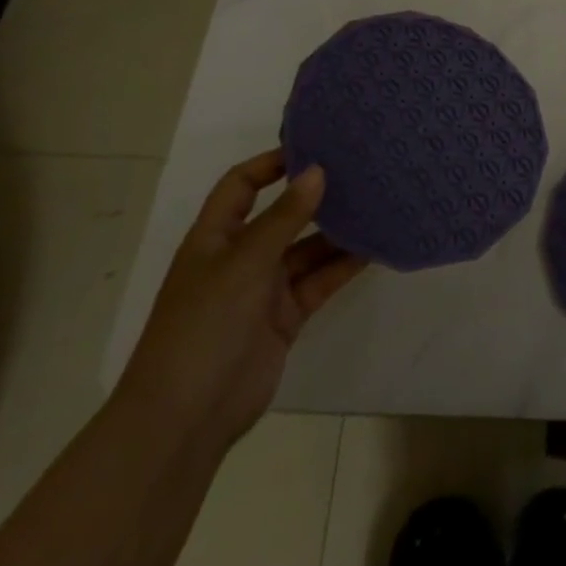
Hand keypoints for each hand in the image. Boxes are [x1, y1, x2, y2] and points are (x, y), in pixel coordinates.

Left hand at [115, 151, 366, 459]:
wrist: (187, 416)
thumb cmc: (204, 326)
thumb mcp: (244, 263)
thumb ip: (284, 218)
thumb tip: (318, 171)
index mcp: (215, 238)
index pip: (241, 186)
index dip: (271, 164)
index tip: (315, 148)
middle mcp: (240, 257)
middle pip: (282, 216)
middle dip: (315, 197)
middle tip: (360, 173)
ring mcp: (264, 289)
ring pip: (307, 250)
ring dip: (337, 232)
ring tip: (378, 205)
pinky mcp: (286, 317)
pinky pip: (319, 281)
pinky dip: (343, 266)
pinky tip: (375, 248)